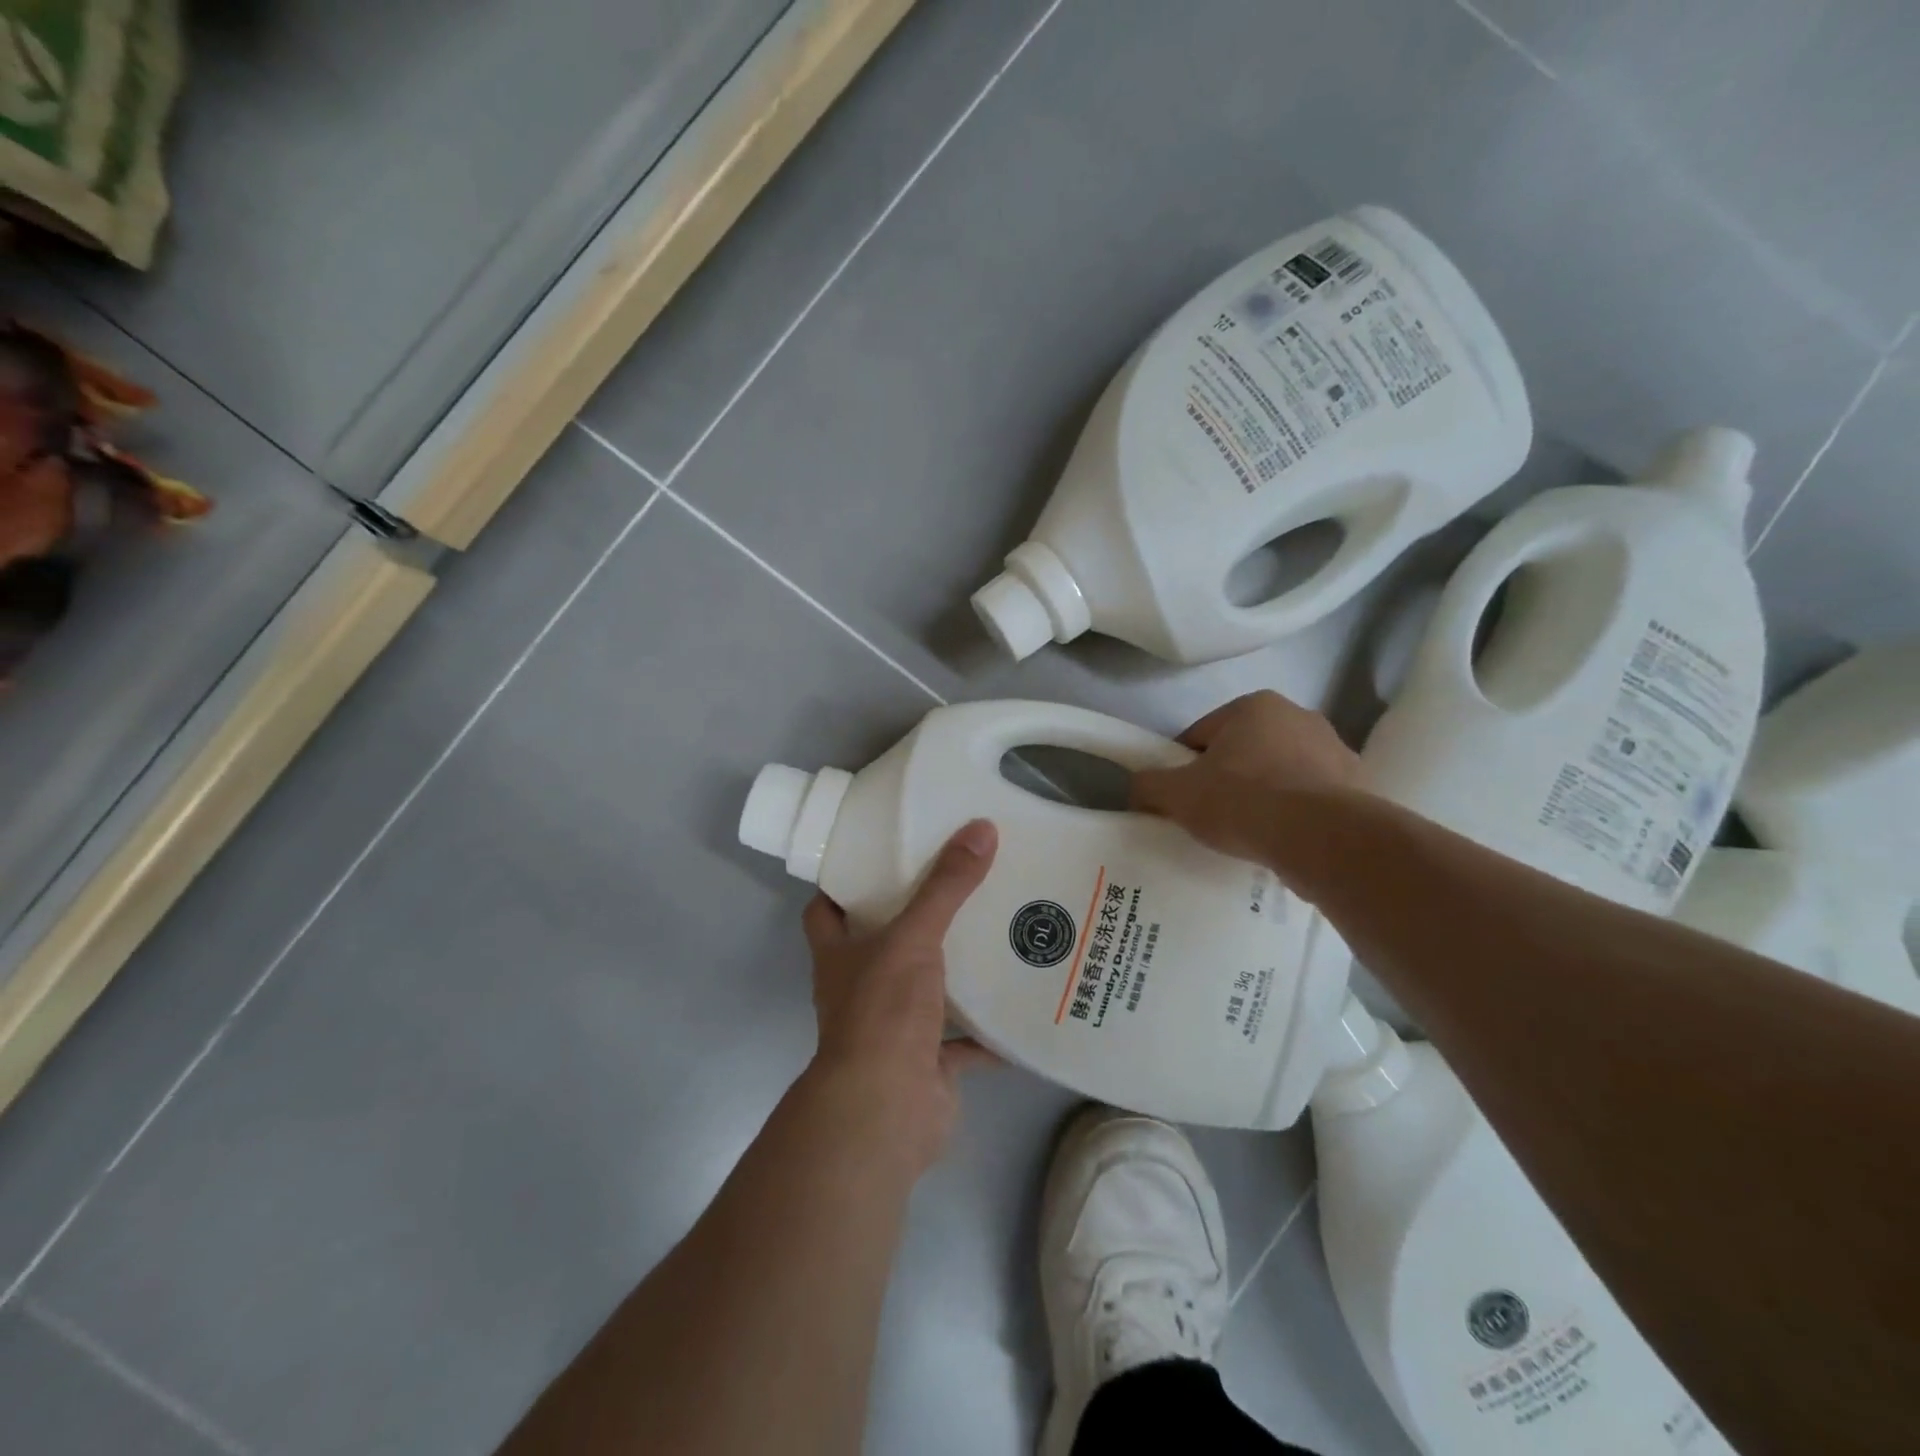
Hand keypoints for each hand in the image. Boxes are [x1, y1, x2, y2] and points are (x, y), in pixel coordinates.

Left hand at [800, 819, 999, 1172]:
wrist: (886, 1109)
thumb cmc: (883, 1011)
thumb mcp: (914, 937)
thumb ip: (946, 886)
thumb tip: (981, 828)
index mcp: (839, 956)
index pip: (826, 910)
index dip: (843, 884)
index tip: (878, 855)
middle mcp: (859, 990)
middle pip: (880, 946)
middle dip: (913, 921)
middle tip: (954, 884)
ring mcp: (892, 1030)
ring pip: (923, 991)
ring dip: (952, 973)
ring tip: (994, 935)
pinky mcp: (926, 1064)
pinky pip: (962, 1042)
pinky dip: (987, 1031)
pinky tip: (1019, 1003)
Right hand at [1131, 691, 1358, 862]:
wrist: (1324, 839)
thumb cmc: (1244, 802)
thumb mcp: (1177, 794)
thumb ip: (1149, 784)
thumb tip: (1138, 786)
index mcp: (1254, 706)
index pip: (1201, 735)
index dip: (1182, 767)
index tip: (1180, 798)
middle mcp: (1299, 716)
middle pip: (1243, 751)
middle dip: (1227, 778)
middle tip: (1212, 816)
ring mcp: (1336, 750)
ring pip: (1280, 773)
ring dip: (1264, 795)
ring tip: (1250, 833)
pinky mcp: (1360, 786)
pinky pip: (1311, 798)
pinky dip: (1296, 814)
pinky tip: (1283, 840)